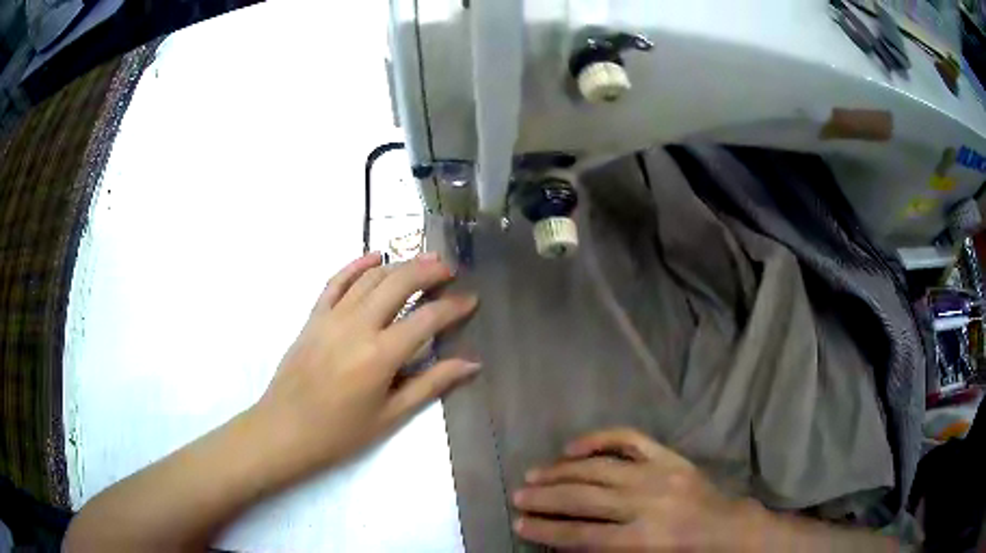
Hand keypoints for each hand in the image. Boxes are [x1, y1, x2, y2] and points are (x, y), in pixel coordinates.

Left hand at [251, 251, 479, 479]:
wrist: (285, 430)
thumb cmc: (340, 433)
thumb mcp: (390, 415)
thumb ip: (431, 384)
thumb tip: (471, 364)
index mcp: (380, 355)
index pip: (427, 318)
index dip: (454, 306)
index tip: (472, 299)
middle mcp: (358, 326)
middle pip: (399, 283)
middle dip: (429, 271)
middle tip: (450, 269)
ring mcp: (332, 317)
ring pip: (370, 277)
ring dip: (399, 264)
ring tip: (423, 260)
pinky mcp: (313, 316)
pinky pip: (336, 281)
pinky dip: (356, 264)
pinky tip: (374, 256)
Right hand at [512, 428, 759, 550]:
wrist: (727, 526)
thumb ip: (606, 551)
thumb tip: (565, 540)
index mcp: (642, 539)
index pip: (582, 535)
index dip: (547, 530)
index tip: (520, 524)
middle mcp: (646, 504)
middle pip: (584, 499)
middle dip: (545, 499)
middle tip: (517, 496)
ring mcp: (658, 474)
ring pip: (599, 468)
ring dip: (561, 471)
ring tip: (534, 475)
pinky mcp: (668, 456)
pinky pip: (629, 439)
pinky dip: (599, 439)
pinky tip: (573, 446)